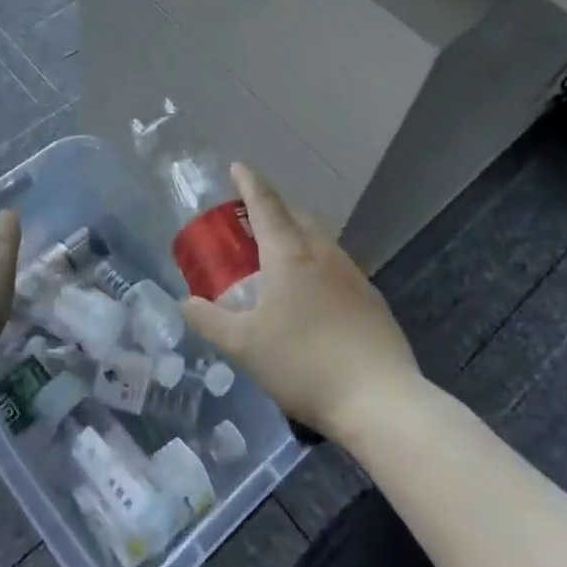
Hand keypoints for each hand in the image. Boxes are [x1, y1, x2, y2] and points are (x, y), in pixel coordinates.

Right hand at [182, 164, 418, 444]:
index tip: (237, 166)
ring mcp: (352, 274)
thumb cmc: (304, 364)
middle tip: (250, 218)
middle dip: (273, 208)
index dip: (249, 183)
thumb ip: (211, 321)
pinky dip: (316, 262)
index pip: (265, 204)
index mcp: (289, 254)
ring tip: (278, 254)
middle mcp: (322, 253)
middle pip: (295, 215)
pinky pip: (335, 264)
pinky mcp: (370, 298)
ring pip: (318, 239)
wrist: (380, 399)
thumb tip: (186, 303)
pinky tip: (312, 293)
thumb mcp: (245, 347)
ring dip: (296, 234)